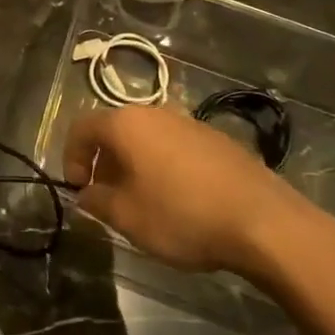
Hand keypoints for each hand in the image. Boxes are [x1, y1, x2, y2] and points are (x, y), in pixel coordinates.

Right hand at [64, 105, 334, 291]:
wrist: (263, 221)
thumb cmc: (181, 215)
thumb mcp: (126, 217)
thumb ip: (96, 201)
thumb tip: (85, 193)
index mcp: (126, 124)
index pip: (82, 127)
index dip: (70, 157)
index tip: (77, 189)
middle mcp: (156, 112)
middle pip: (116, 130)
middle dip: (104, 163)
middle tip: (107, 198)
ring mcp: (190, 123)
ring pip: (148, 138)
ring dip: (135, 165)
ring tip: (143, 202)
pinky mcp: (218, 140)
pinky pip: (176, 147)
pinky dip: (164, 167)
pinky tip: (179, 201)